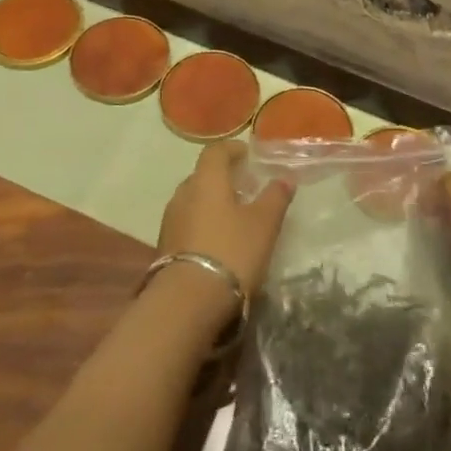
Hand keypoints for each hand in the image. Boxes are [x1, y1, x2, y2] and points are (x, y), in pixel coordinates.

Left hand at [159, 141, 293, 295]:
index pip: (215, 151)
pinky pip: (187, 223)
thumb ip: (275, 197)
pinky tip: (218, 241)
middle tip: (246, 188)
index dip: (232, 149)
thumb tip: (285, 179)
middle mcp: (183, 194)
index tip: (248, 156)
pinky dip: (203, 223)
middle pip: (202, 176)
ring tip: (235, 217)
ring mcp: (170, 221)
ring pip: (193, 200)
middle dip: (223, 178)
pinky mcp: (165, 247)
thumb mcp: (264, 224)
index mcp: (206, 180)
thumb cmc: (231, 251)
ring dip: (212, 202)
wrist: (188, 301)